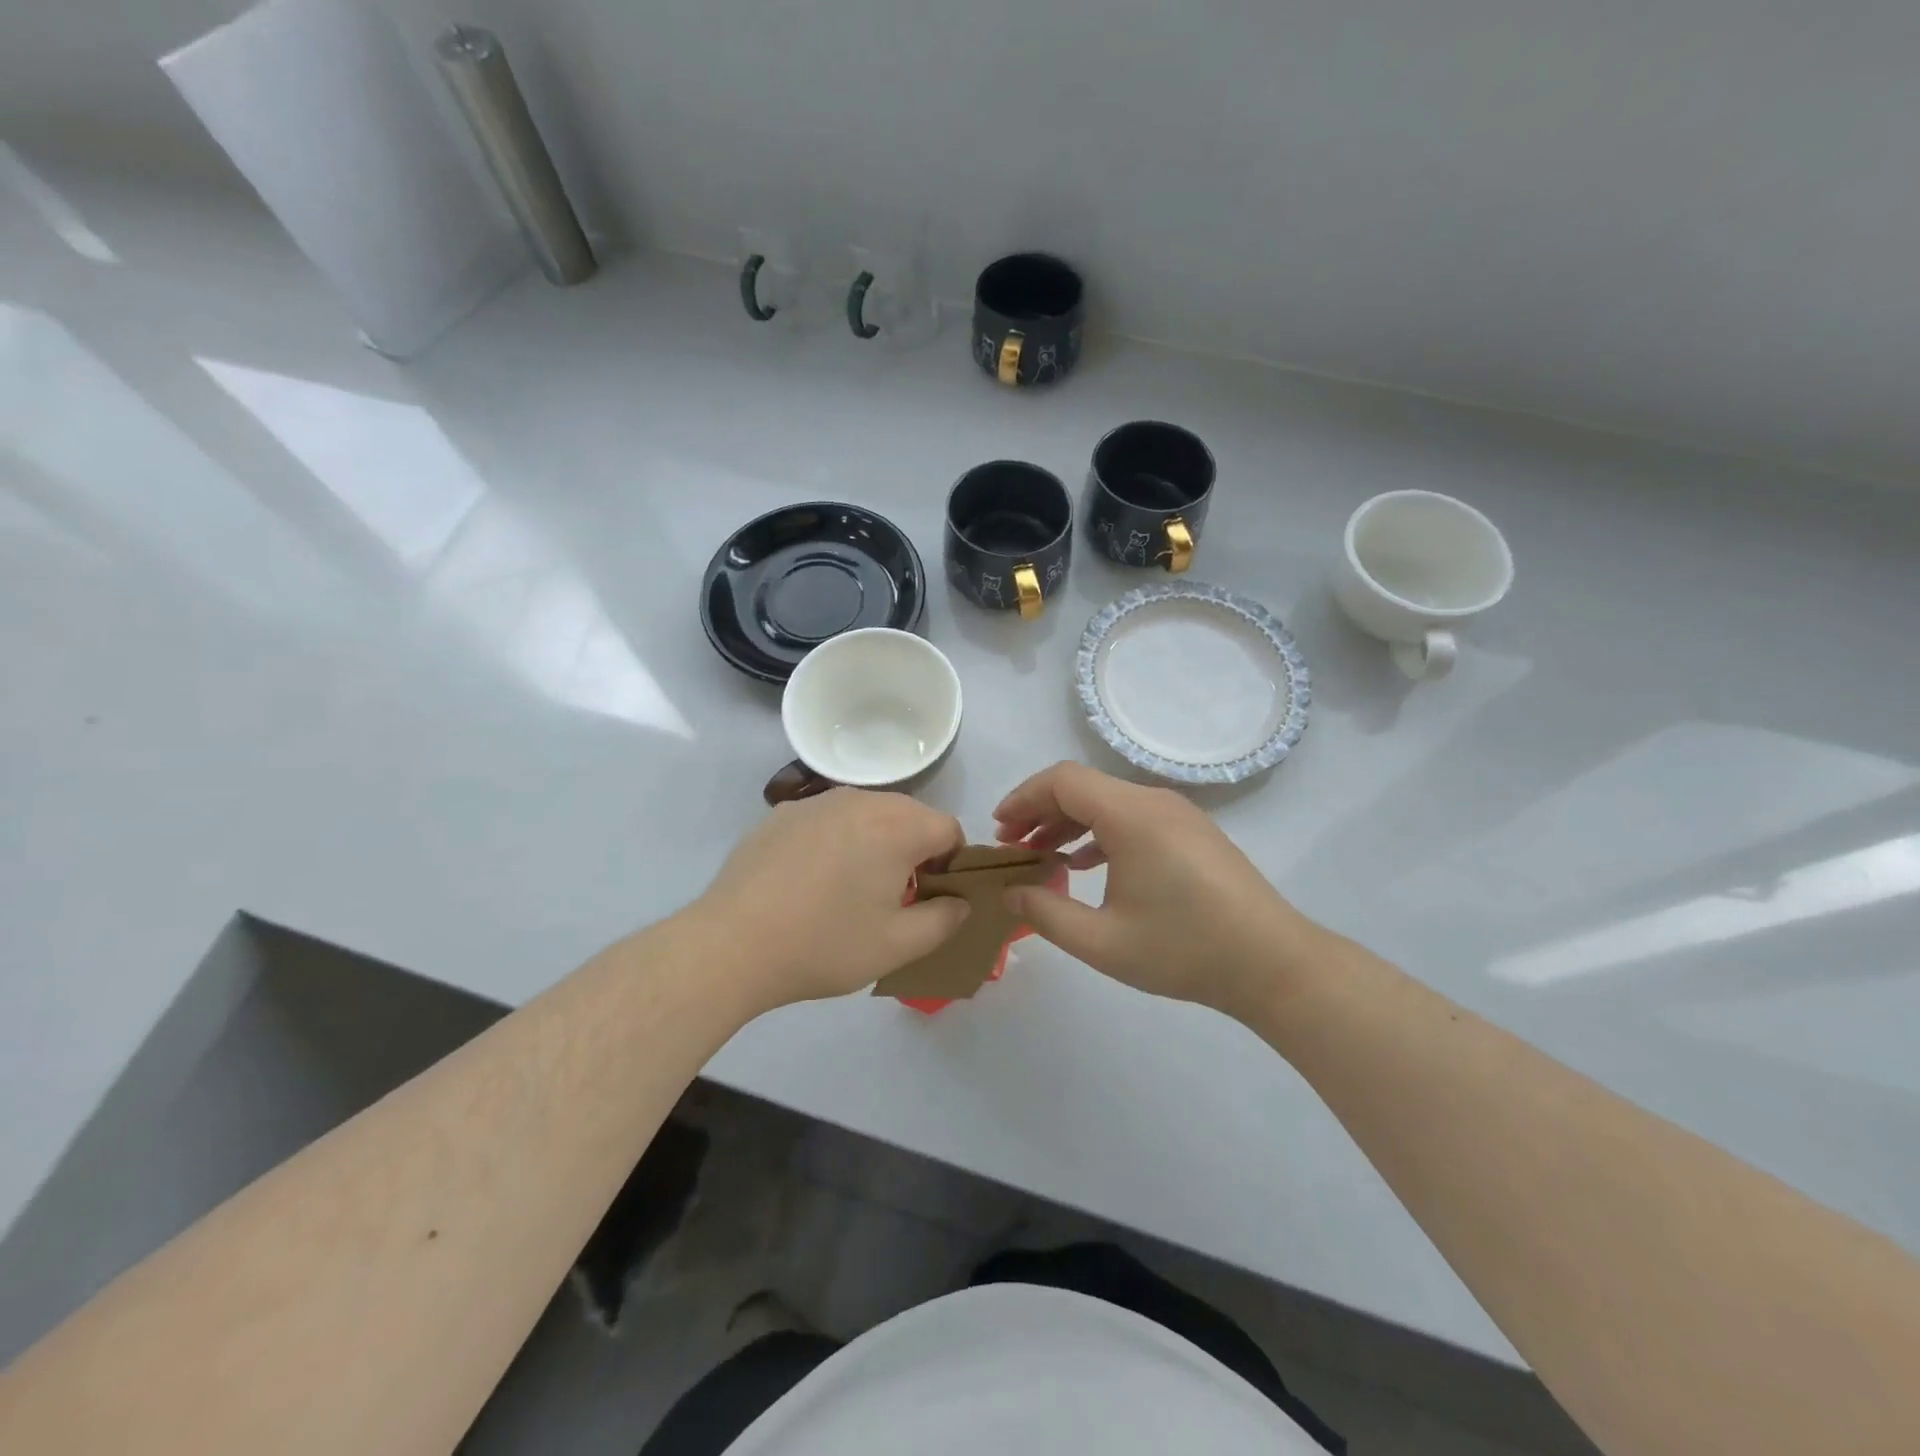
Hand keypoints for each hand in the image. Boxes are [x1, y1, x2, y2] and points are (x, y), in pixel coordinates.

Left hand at [693, 788, 968, 1010]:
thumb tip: (960, 902)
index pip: (949, 830)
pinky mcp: (782, 813)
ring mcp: (817, 801)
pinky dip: (834, 842)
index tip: (929, 899)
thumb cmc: (825, 944)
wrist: (732, 944)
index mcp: (898, 825)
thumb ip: (944, 920)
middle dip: (912, 852)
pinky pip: (828, 820)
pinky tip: (808, 882)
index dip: (950, 866)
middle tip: (891, 899)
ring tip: (847, 891)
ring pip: (867, 815)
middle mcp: (861, 799)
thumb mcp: (898, 945)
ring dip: (873, 844)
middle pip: (909, 817)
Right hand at [994, 762, 1320, 1019]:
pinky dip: (1100, 832)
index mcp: (1131, 815)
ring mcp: (1178, 815)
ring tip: (1040, 855)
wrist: (1273, 963)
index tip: (998, 829)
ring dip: (1069, 822)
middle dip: (1040, 811)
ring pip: (1108, 802)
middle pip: (1083, 787)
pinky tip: (1085, 864)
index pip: (1062, 780)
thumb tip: (1010, 892)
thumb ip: (1046, 913)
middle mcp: (1154, 801)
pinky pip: (1133, 817)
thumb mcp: (1103, 942)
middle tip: (1011, 846)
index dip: (1023, 797)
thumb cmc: (1184, 949)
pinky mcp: (1192, 832)